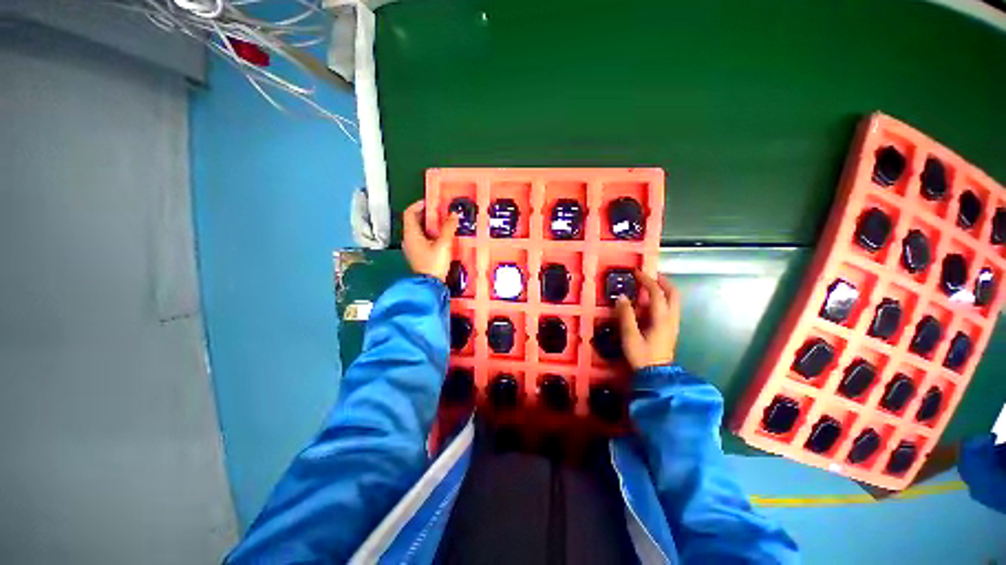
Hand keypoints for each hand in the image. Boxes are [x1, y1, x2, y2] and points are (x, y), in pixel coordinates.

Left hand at [403, 200, 459, 281]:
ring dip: (430, 225)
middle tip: (441, 213)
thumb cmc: (434, 264)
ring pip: (419, 231)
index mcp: (411, 234)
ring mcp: (412, 248)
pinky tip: (441, 238)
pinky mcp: (417, 255)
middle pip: (414, 221)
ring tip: (443, 224)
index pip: (410, 212)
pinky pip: (422, 239)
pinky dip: (430, 235)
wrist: (430, 285)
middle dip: (427, 215)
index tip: (431, 202)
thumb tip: (453, 214)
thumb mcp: (443, 244)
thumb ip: (448, 228)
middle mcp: (408, 239)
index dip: (419, 204)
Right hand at [615, 270, 680, 370]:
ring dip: (664, 290)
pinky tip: (650, 303)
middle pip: (673, 294)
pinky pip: (670, 308)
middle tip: (649, 276)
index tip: (636, 273)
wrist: (656, 375)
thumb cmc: (642, 356)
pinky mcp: (670, 329)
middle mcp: (671, 318)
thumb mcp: (630, 336)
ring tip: (649, 286)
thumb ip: (626, 316)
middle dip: (662, 281)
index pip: (657, 293)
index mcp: (661, 318)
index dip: (647, 280)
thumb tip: (622, 297)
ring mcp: (673, 324)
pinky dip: (662, 299)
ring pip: (673, 301)